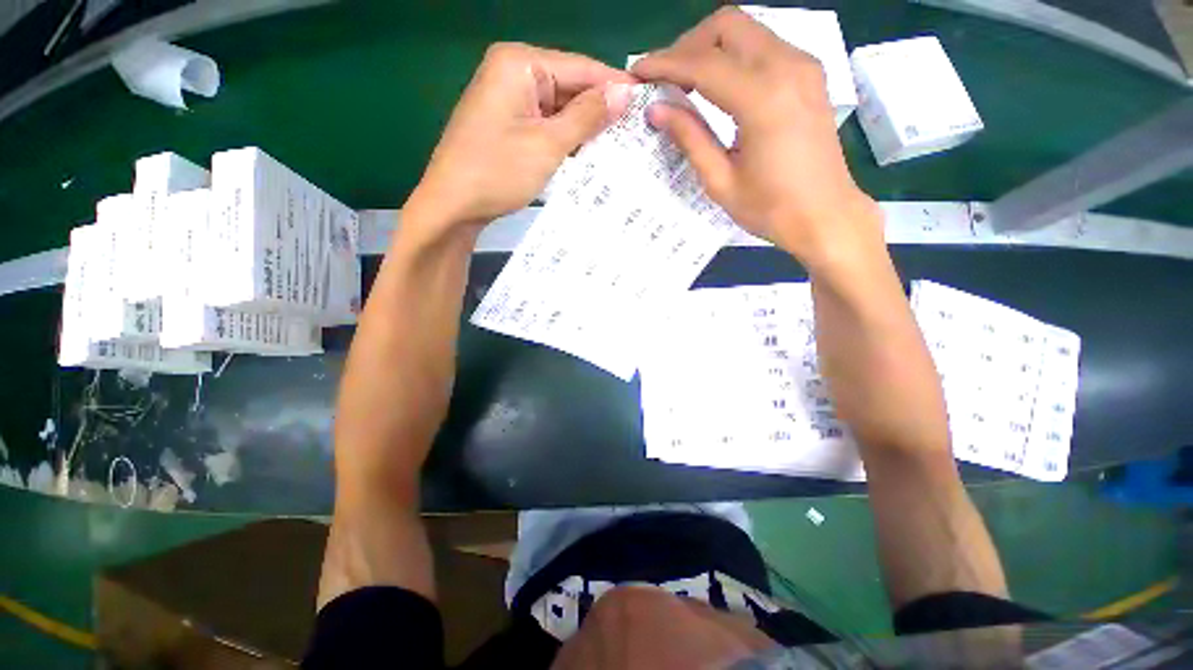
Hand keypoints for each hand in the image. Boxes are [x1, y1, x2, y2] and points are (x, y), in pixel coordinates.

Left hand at [406, 43, 633, 233]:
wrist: (453, 205)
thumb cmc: (498, 172)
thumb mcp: (548, 144)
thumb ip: (587, 116)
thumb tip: (624, 92)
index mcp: (520, 63)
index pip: (580, 67)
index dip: (614, 85)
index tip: (646, 102)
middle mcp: (513, 72)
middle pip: (569, 86)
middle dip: (599, 110)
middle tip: (636, 132)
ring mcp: (509, 99)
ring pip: (559, 108)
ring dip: (584, 128)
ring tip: (620, 146)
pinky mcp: (508, 123)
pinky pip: (546, 124)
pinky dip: (565, 139)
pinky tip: (588, 153)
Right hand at [631, 8, 882, 269]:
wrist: (826, 215)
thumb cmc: (770, 208)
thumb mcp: (721, 181)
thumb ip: (690, 138)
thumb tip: (656, 109)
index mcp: (762, 99)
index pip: (703, 64)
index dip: (664, 65)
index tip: (638, 72)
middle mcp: (787, 67)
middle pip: (727, 25)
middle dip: (688, 46)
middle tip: (665, 79)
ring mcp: (803, 65)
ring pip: (746, 30)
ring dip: (710, 48)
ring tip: (686, 84)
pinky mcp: (809, 73)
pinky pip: (763, 45)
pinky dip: (733, 56)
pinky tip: (719, 86)